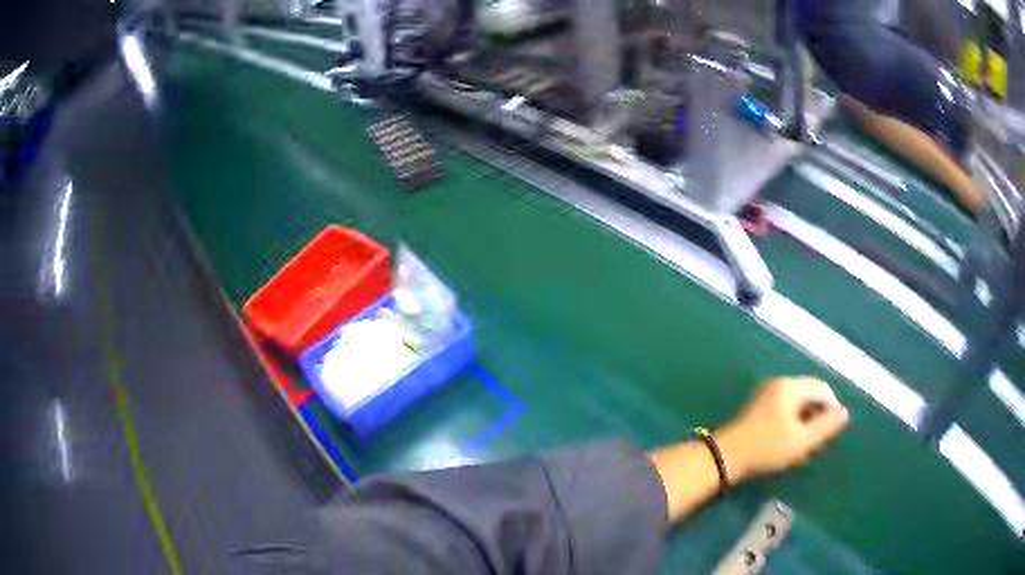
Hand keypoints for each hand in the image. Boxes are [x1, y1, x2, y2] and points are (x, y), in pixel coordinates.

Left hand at [714, 376, 848, 480]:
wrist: (725, 456)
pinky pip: (785, 405)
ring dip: (806, 417)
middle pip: (809, 391)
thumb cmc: (767, 448)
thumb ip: (826, 426)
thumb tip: (844, 413)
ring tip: (805, 439)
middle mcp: (779, 382)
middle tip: (818, 437)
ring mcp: (766, 392)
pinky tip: (790, 438)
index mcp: (790, 386)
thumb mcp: (802, 441)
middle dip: (818, 412)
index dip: (832, 407)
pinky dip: (793, 418)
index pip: (822, 388)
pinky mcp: (758, 404)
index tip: (832, 430)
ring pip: (797, 399)